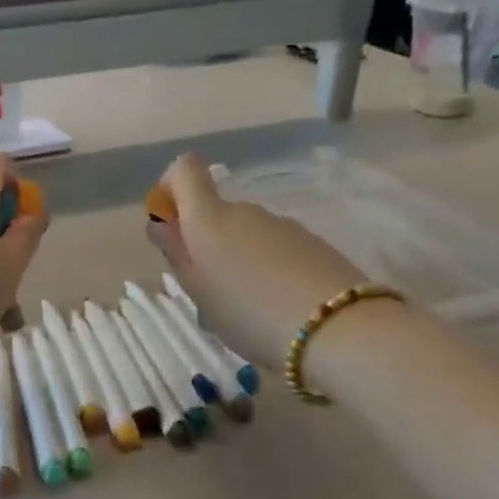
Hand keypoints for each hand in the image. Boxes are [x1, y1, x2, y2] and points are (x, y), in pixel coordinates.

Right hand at [146, 153, 366, 364]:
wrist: (338, 328)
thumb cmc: (249, 313)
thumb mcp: (199, 291)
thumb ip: (176, 253)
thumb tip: (160, 223)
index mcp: (209, 218)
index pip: (184, 170)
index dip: (171, 187)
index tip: (170, 224)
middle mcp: (245, 211)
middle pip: (215, 213)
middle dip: (206, 243)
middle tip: (210, 292)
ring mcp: (282, 225)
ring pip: (246, 235)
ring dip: (238, 260)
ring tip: (248, 309)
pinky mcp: (312, 243)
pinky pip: (275, 250)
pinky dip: (268, 269)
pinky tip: (278, 307)